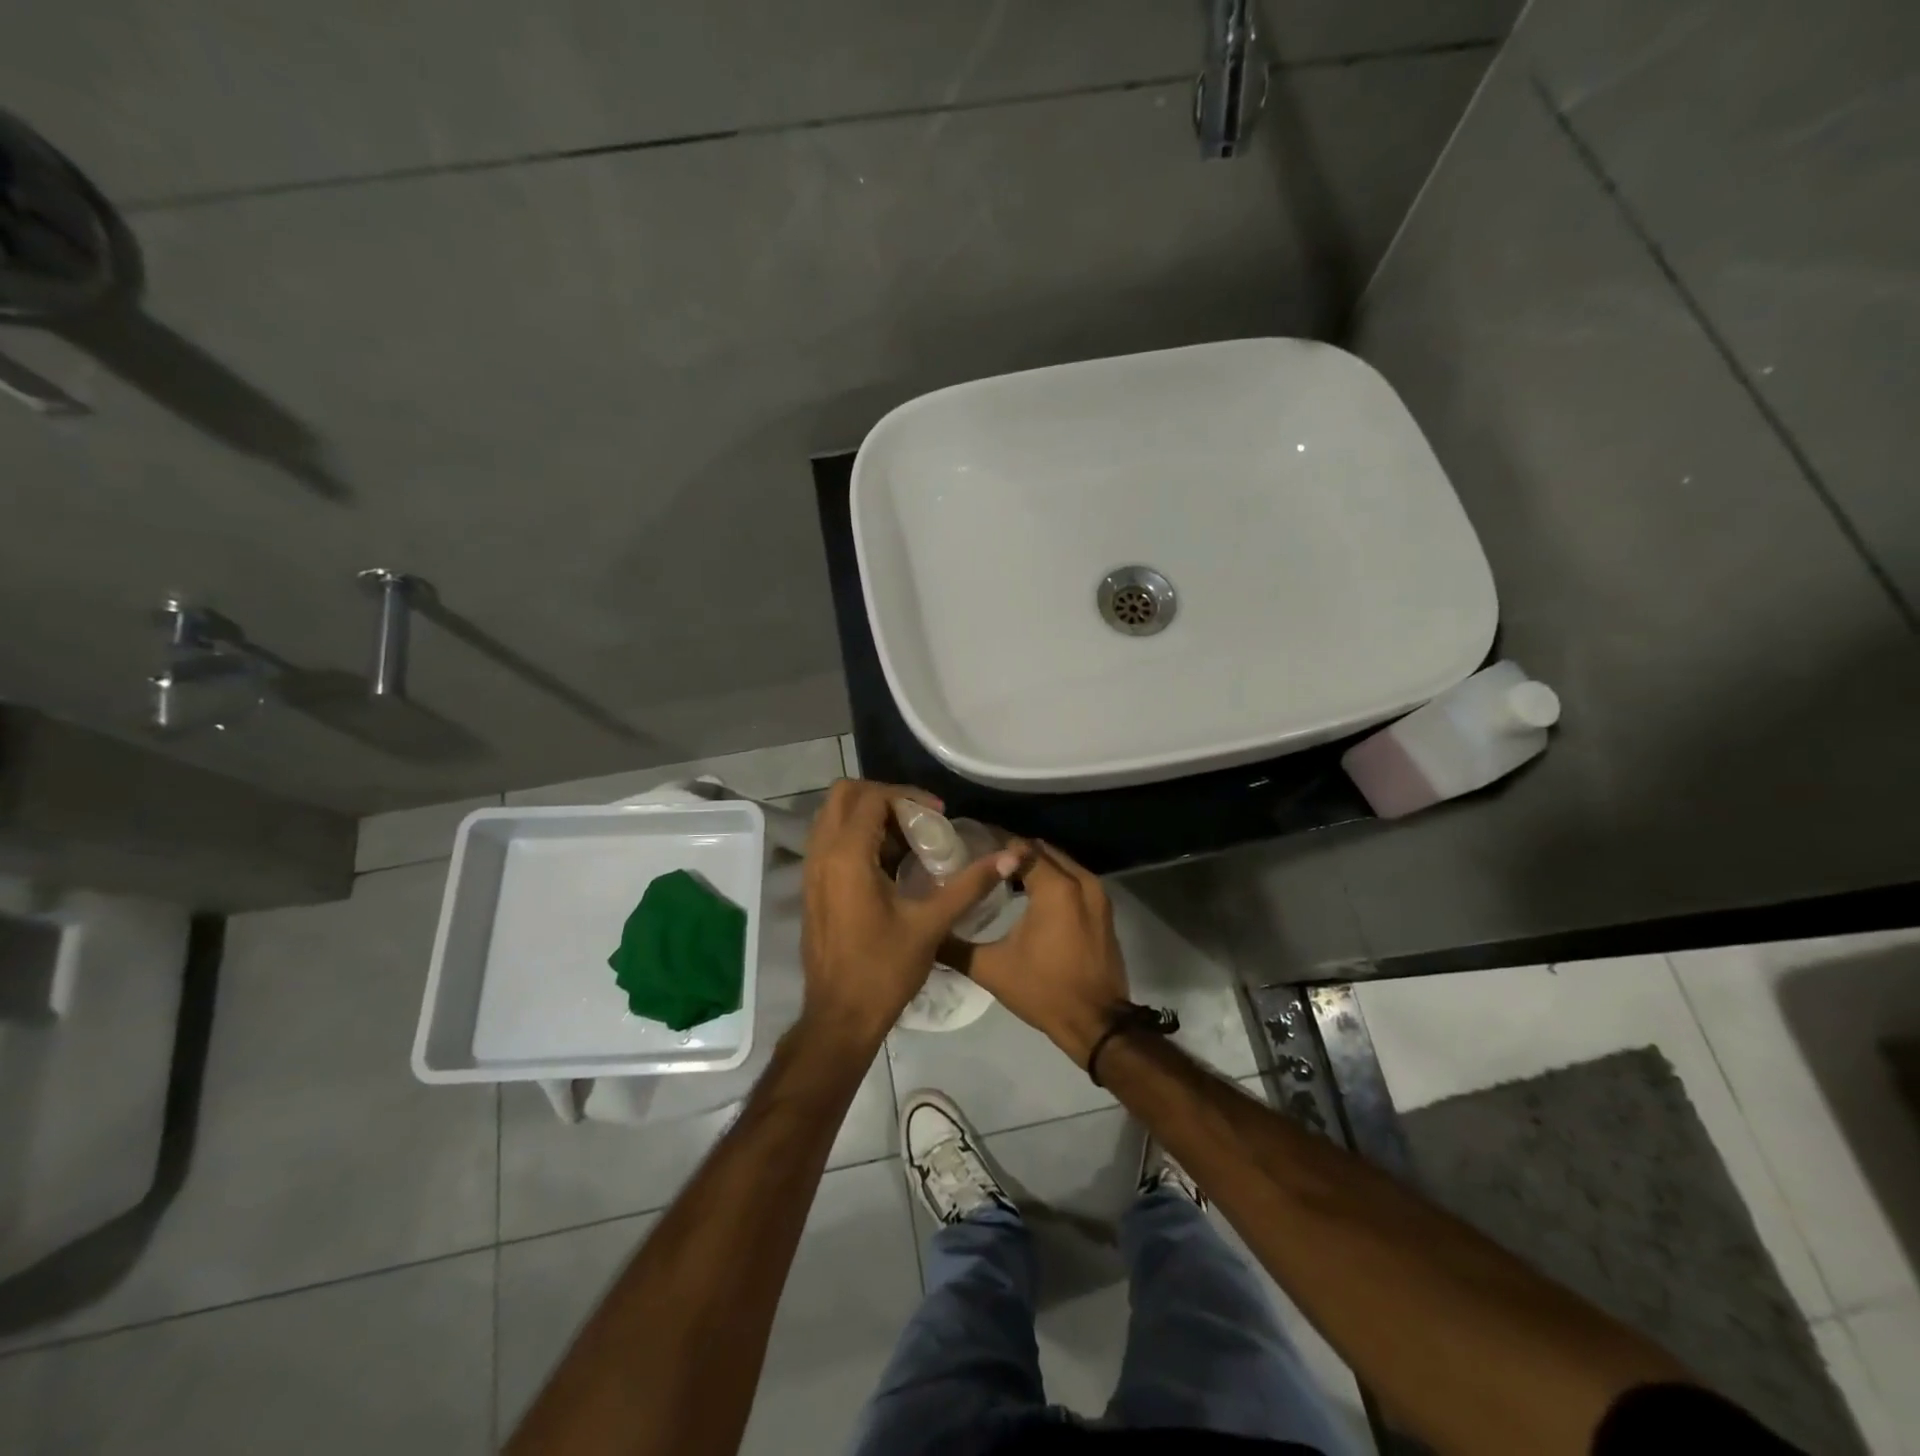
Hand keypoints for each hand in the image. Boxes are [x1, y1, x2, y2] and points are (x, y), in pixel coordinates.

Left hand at [799, 779, 1019, 1045]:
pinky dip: (856, 834)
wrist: (840, 1016)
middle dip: (883, 795)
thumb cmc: (884, 969)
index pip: (872, 797)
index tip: (938, 814)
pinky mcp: (812, 886)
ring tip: (907, 837)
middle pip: (844, 794)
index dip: (908, 796)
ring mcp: (812, 870)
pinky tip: (889, 862)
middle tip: (918, 817)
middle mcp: (822, 854)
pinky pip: (829, 839)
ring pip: (833, 815)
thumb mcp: (932, 924)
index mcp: (847, 857)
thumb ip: (969, 884)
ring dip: (868, 814)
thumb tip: (1009, 857)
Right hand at [953, 841, 1129, 1066]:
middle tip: (984, 862)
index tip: (970, 850)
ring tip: (1002, 877)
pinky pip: (1075, 880)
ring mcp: (1097, 894)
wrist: (1096, 1023)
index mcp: (1055, 887)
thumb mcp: (992, 969)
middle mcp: (1080, 880)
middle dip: (1015, 852)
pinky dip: (1054, 880)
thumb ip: (955, 946)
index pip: (1020, 848)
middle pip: (1042, 850)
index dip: (994, 846)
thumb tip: (927, 932)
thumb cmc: (1043, 990)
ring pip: (1061, 863)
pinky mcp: (1104, 910)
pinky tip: (1029, 896)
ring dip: (1035, 865)